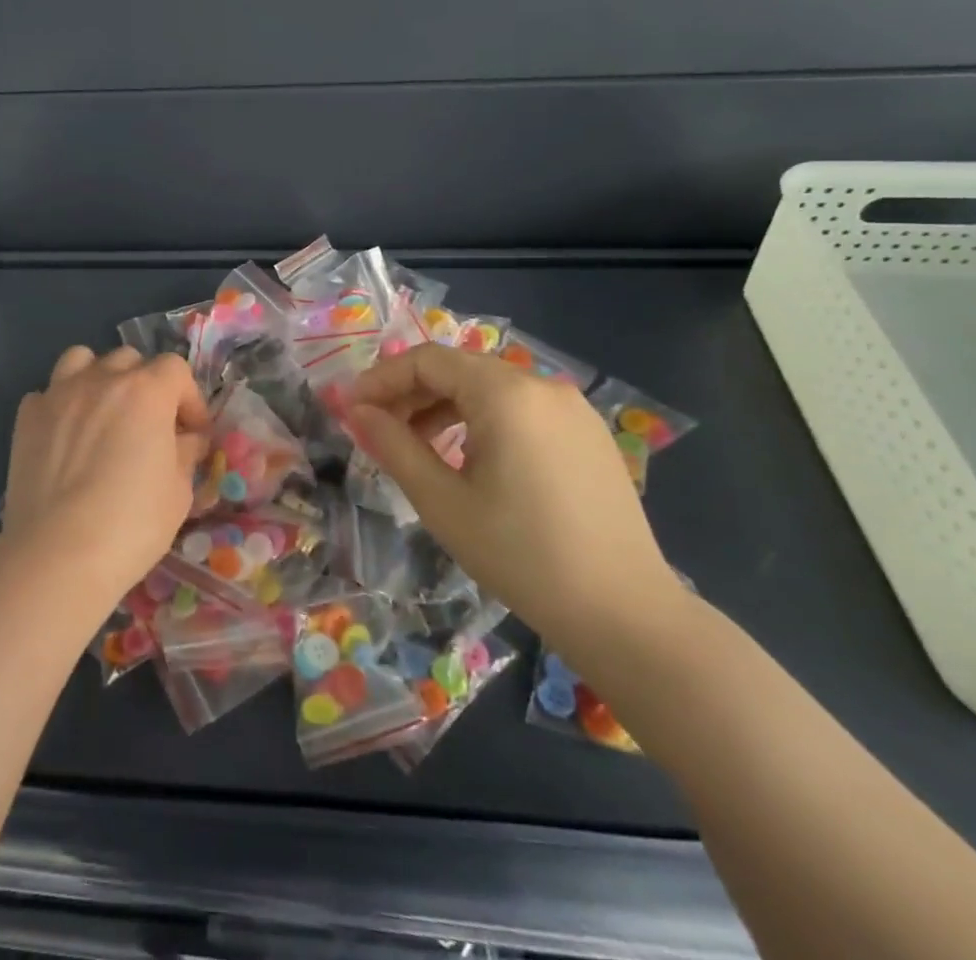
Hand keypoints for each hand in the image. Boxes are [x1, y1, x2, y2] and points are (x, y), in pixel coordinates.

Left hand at [1, 346, 209, 614]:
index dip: (189, 398)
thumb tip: (187, 439)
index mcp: (147, 391)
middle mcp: (102, 379)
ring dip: (99, 378)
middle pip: (130, 359)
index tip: (192, 432)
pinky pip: (48, 392)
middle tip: (149, 424)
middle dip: (146, 385)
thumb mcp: (179, 492)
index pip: (176, 370)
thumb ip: (185, 453)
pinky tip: (66, 435)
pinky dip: (62, 405)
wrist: (57, 552)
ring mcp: (59, 393)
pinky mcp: (27, 416)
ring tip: (102, 413)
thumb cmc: (132, 524)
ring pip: (82, 360)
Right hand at [347, 345, 681, 652]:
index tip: (351, 409)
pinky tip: (468, 459)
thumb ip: (393, 445)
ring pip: (489, 389)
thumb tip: (357, 411)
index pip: (427, 360)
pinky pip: (520, 410)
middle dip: (410, 394)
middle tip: (377, 430)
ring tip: (417, 448)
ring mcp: (572, 409)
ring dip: (444, 408)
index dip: (381, 379)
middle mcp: (542, 386)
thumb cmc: (520, 555)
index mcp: (505, 394)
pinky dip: (482, 421)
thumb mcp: (442, 501)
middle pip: (458, 370)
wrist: (624, 614)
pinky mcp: (588, 435)